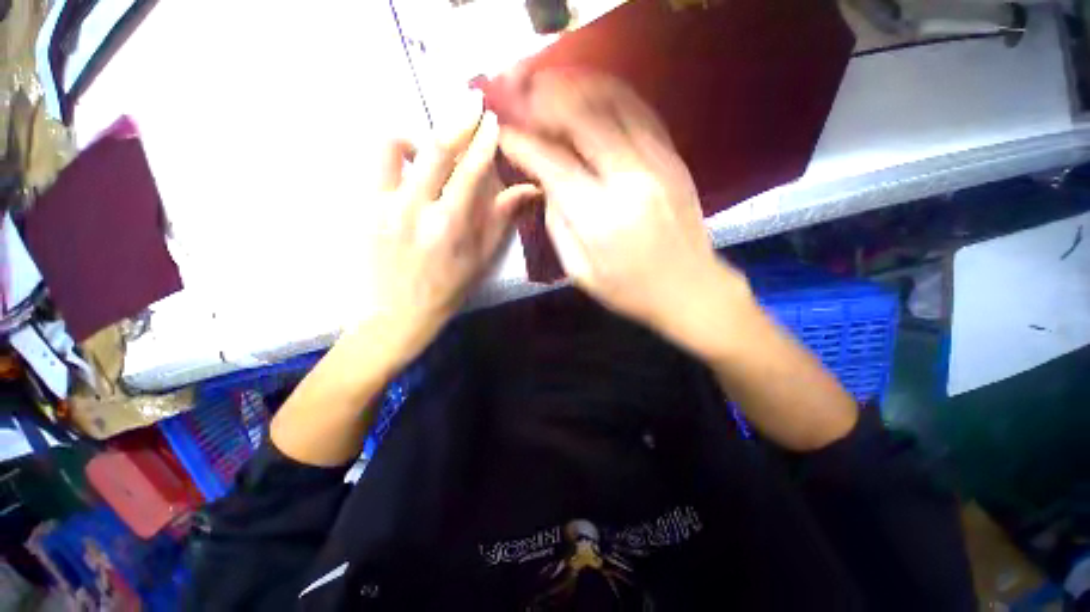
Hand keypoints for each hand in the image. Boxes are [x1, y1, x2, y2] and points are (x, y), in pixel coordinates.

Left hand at [353, 92, 538, 363]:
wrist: (396, 313)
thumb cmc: (448, 289)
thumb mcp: (481, 259)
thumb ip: (502, 219)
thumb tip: (530, 190)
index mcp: (449, 227)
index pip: (470, 172)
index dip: (484, 143)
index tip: (492, 122)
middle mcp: (414, 210)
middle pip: (436, 149)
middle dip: (458, 121)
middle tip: (472, 103)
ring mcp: (382, 205)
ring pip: (394, 145)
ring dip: (418, 136)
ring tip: (431, 149)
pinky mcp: (363, 206)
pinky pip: (377, 163)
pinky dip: (396, 154)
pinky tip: (410, 169)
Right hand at [499, 71, 749, 345]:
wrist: (689, 288)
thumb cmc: (629, 290)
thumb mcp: (580, 271)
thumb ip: (557, 223)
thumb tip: (544, 181)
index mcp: (601, 219)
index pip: (553, 164)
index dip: (523, 143)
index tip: (503, 133)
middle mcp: (631, 180)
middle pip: (582, 119)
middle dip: (543, 100)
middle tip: (520, 94)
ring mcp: (658, 162)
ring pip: (612, 103)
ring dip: (575, 88)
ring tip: (548, 86)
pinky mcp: (674, 157)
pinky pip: (639, 110)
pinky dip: (608, 94)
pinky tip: (588, 95)